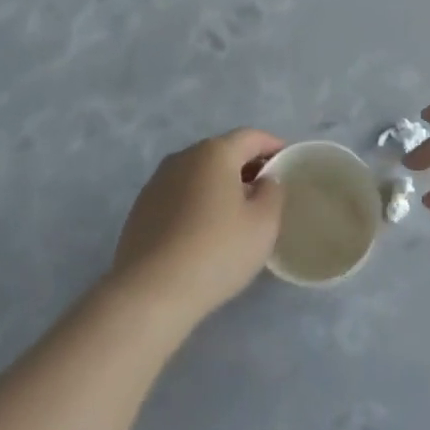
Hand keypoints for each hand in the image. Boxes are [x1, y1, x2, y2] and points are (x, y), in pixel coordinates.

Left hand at [110, 129, 286, 326]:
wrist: (149, 293)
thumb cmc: (216, 251)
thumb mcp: (263, 224)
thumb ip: (273, 192)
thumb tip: (264, 181)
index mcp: (215, 153)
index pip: (250, 137)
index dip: (272, 145)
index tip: (287, 160)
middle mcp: (183, 157)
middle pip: (222, 153)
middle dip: (246, 166)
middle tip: (265, 190)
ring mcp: (157, 182)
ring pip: (199, 174)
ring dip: (219, 185)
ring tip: (235, 213)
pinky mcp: (141, 209)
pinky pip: (179, 195)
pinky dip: (197, 202)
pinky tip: (203, 231)